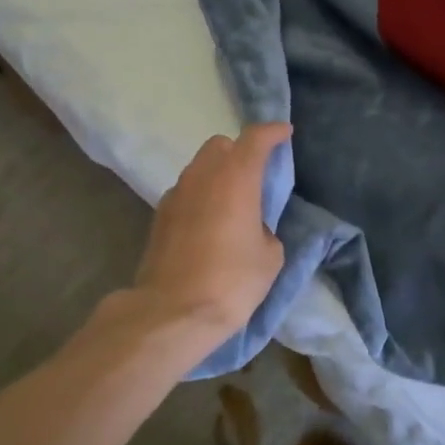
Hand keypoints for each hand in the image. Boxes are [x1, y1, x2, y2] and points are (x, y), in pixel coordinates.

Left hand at [123, 122, 290, 353]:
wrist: (172, 313)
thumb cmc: (231, 281)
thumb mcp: (270, 257)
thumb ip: (265, 228)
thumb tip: (252, 228)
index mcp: (236, 178)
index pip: (255, 138)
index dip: (272, 132)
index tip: (285, 133)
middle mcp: (202, 176)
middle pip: (221, 145)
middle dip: (239, 151)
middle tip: (255, 175)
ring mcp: (176, 194)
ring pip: (199, 167)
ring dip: (217, 174)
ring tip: (232, 204)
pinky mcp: (159, 216)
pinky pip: (185, 192)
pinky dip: (200, 196)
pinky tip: (208, 225)